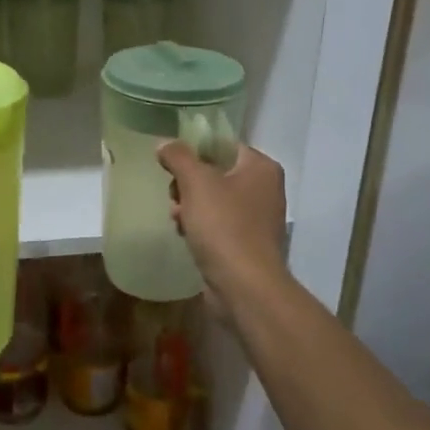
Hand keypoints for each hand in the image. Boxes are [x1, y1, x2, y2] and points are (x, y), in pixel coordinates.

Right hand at [157, 141, 287, 296]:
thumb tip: (164, 144)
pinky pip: (219, 225)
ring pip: (214, 201)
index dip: (195, 152)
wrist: (245, 286)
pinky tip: (187, 236)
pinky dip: (201, 227)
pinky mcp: (248, 244)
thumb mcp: (196, 182)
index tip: (172, 166)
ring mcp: (258, 219)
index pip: (223, 146)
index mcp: (261, 168)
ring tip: (177, 220)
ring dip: (190, 207)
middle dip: (188, 185)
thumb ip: (178, 157)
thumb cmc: (224, 226)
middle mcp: (265, 189)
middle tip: (175, 197)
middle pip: (216, 174)